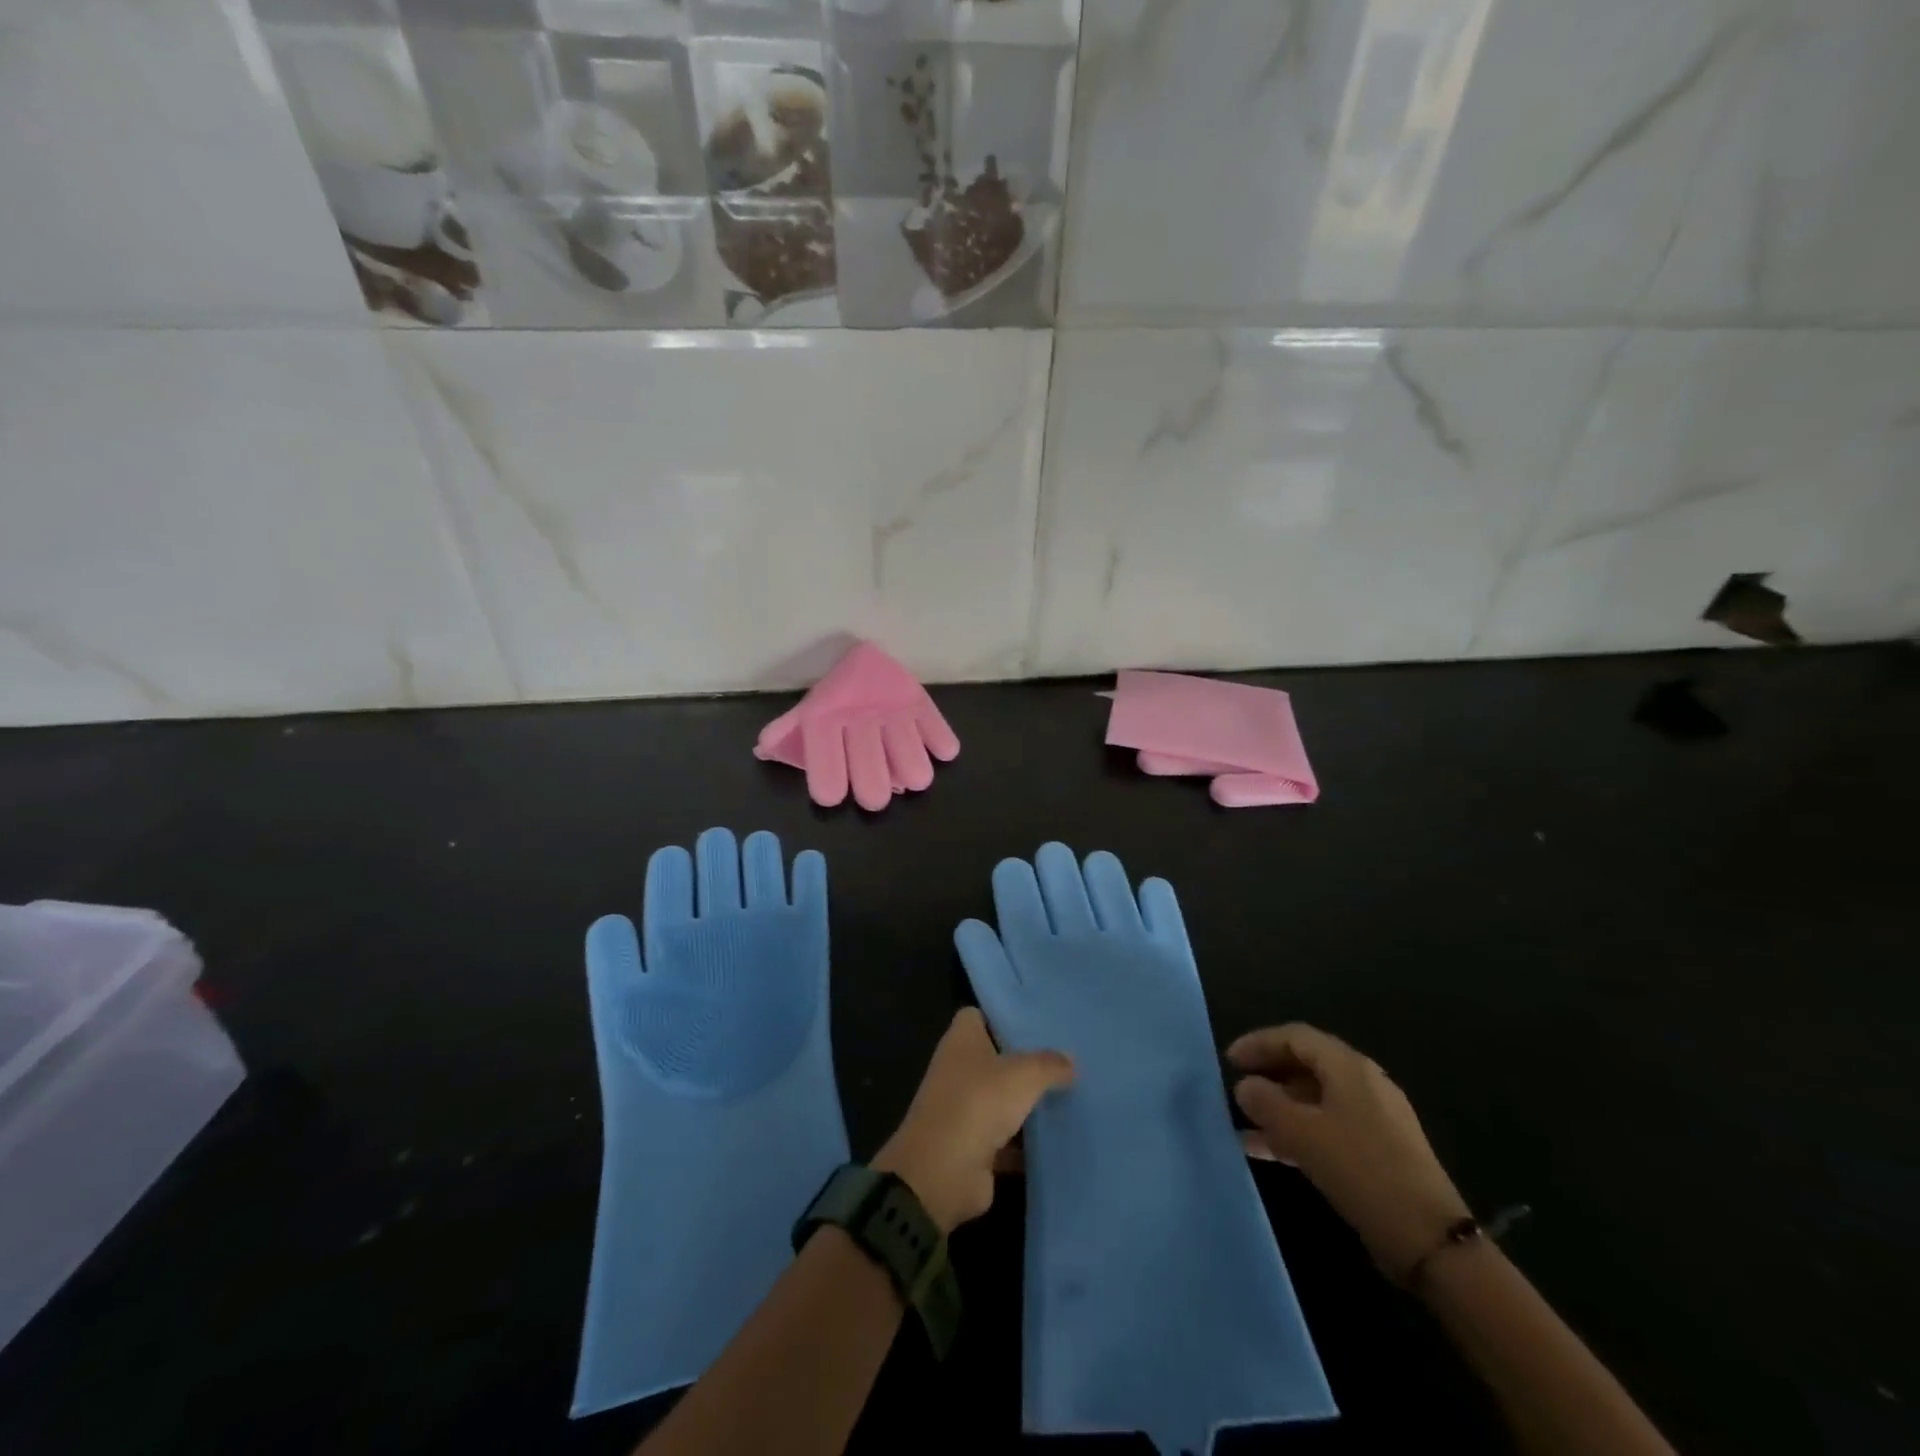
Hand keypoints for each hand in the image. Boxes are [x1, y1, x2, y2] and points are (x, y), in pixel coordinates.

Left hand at [874, 1008, 1073, 1232]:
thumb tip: (1070, 1061)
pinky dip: (1026, 1143)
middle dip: (1026, 1062)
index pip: (980, 1015)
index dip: (1005, 1017)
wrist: (943, 1172)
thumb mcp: (1023, 1075)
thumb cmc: (978, 1103)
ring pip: (1002, 1099)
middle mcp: (958, 1069)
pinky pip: (1006, 1139)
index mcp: (961, 1040)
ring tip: (1071, 1096)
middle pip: (995, 1058)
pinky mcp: (973, 1146)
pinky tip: (1059, 1139)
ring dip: (1028, 1103)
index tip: (1039, 1023)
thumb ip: (1049, 1065)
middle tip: (1066, 1061)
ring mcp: (964, 1109)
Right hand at [1229, 1023, 1469, 1282]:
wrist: (1431, 1241)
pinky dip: (1297, 1132)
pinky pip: (1327, 1126)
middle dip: (1268, 1073)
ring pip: (1314, 1099)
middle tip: (1236, 1087)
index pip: (1295, 1037)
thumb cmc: (1361, 1170)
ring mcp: (1374, 1117)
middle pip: (1306, 1064)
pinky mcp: (1378, 1150)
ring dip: (1279, 1107)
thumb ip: (1266, 1103)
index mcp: (1348, 1067)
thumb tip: (1245, 1086)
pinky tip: (1269, 1151)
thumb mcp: (1303, 1133)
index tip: (1228, 1061)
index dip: (1259, 1043)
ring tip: (1243, 1125)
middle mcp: (1363, 1083)